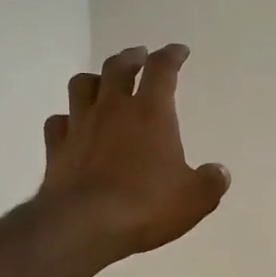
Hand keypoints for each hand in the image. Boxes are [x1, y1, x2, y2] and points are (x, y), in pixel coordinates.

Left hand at [38, 43, 229, 262]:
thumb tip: (219, 173)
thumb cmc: (146, 205)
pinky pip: (58, 122)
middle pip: (118, 67)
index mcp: (151, 112)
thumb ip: (210, 182)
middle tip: (139, 55)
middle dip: (131, 57)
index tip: (179, 51)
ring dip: (95, 79)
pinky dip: (67, 119)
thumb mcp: (194, 198)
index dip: (172, 56)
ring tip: (102, 83)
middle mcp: (112, 109)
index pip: (162, 70)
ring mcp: (80, 126)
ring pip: (82, 85)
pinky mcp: (56, 148)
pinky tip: (72, 126)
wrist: (84, 225)